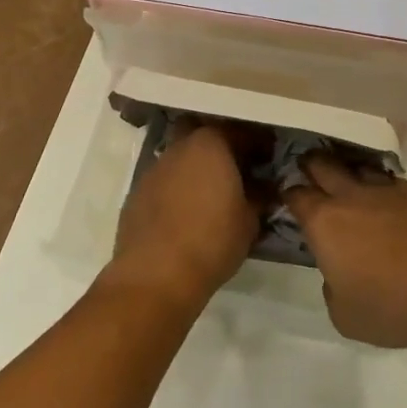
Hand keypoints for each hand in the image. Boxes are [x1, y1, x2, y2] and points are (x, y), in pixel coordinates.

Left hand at [111, 123, 263, 310]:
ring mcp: (155, 168)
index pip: (241, 131)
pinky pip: (166, 179)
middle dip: (221, 146)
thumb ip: (259, 196)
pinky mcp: (137, 192)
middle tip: (237, 169)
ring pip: (182, 156)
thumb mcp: (250, 221)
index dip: (259, 144)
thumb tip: (265, 187)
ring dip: (198, 167)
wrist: (155, 276)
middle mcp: (180, 147)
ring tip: (212, 193)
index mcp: (211, 143)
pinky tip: (188, 211)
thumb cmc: (212, 241)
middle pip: (205, 135)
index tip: (269, 158)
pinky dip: (179, 187)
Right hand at [282, 155, 406, 349]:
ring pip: (356, 168)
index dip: (287, 194)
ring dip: (346, 172)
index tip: (285, 198)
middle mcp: (350, 197)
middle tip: (307, 173)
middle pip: (322, 166)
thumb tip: (337, 273)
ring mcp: (385, 191)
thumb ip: (332, 289)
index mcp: (324, 222)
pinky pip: (388, 181)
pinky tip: (384, 200)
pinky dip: (380, 186)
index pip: (296, 196)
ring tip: (345, 183)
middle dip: (311, 167)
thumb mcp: (345, 316)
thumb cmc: (391, 305)